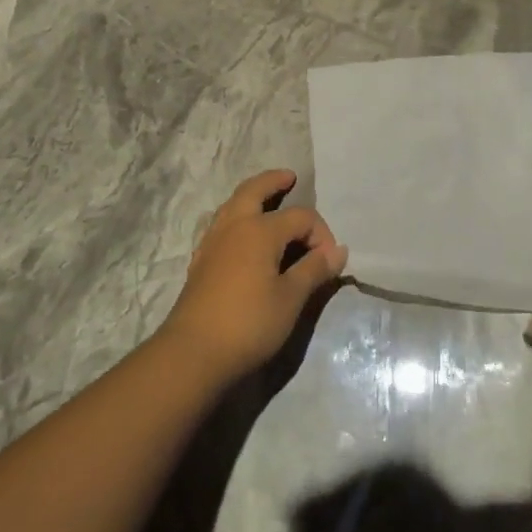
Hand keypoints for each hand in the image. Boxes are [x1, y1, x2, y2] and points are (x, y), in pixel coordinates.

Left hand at [156, 170, 347, 383]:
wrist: (194, 353)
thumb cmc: (250, 323)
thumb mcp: (291, 298)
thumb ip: (315, 269)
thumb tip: (337, 251)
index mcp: (260, 230)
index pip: (300, 218)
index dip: (321, 234)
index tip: (329, 262)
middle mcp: (234, 227)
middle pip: (254, 191)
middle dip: (273, 182)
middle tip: (289, 177)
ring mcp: (212, 243)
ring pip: (232, 206)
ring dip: (251, 197)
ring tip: (267, 201)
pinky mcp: (201, 262)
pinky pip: (221, 226)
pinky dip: (236, 218)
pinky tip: (243, 236)